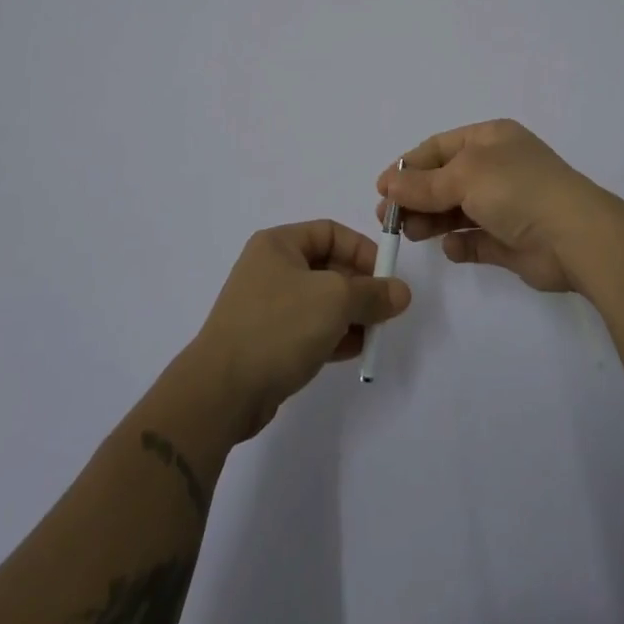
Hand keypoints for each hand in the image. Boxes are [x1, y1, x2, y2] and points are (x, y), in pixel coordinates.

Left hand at [189, 221, 410, 439]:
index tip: (387, 277)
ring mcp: (267, 307)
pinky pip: (309, 329)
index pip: (331, 232)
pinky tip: (354, 352)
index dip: (362, 250)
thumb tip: (400, 292)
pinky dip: (333, 336)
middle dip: (360, 288)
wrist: (222, 390)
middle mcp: (270, 269)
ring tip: (373, 335)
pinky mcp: (268, 341)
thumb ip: (373, 293)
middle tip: (385, 310)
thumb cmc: (279, 327)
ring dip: (351, 315)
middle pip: (328, 267)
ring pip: (321, 301)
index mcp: (279, 244)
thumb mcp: (335, 300)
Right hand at [376, 119, 617, 293]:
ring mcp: (506, 205)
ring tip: (410, 235)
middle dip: (416, 197)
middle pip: (444, 180)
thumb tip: (388, 185)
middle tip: (389, 220)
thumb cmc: (518, 190)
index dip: (409, 166)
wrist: (576, 238)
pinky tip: (451, 248)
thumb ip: (423, 184)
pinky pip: (476, 240)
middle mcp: (498, 167)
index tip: (382, 189)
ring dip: (431, 221)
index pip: (439, 147)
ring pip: (457, 211)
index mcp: (490, 139)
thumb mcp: (464, 176)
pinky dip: (460, 244)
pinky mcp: (511, 240)